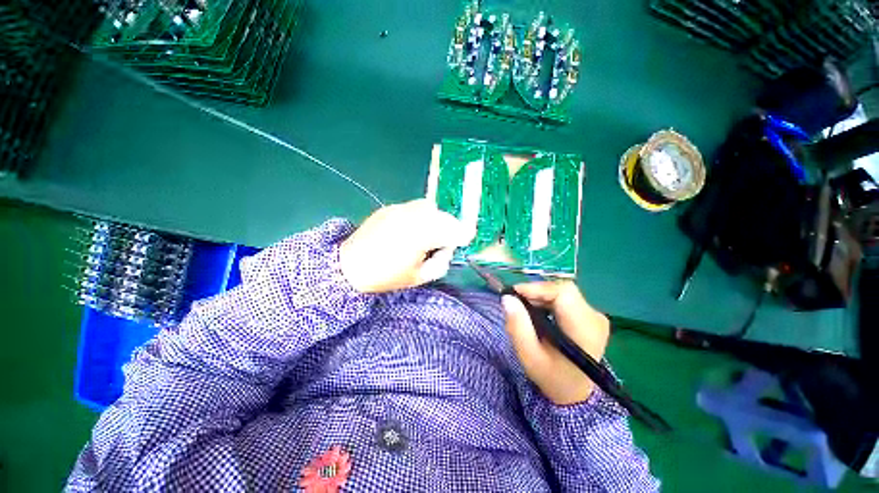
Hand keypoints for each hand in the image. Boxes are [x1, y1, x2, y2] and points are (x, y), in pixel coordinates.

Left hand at [340, 199, 474, 292]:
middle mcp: (413, 217)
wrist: (349, 266)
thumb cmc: (385, 276)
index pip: (453, 229)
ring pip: (429, 208)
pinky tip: (410, 229)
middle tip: (443, 241)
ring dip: (435, 219)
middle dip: (449, 228)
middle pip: (443, 216)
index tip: (465, 240)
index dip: (463, 234)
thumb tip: (447, 250)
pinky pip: (413, 208)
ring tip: (427, 234)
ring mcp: (399, 209)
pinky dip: (419, 217)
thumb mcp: (418, 278)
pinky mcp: (390, 208)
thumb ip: (440, 263)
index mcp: (421, 236)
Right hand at [501, 281, 609, 404]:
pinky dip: (547, 300)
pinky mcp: (590, 315)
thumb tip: (507, 298)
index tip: (514, 294)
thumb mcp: (529, 356)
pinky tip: (538, 313)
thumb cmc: (552, 377)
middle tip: (516, 303)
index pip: (563, 293)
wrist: (576, 392)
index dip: (537, 288)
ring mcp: (595, 316)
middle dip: (536, 292)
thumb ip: (518, 327)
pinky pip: (565, 297)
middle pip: (562, 290)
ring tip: (525, 309)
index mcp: (585, 330)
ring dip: (540, 296)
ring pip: (562, 291)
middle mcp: (595, 318)